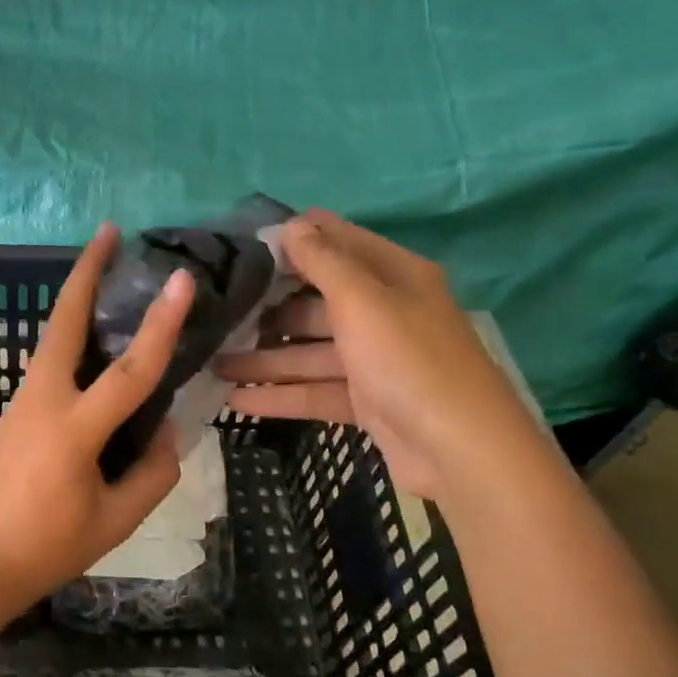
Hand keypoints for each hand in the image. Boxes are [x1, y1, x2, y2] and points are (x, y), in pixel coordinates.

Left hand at [0, 224, 194, 616]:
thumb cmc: (43, 548)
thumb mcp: (113, 523)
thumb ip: (151, 475)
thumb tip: (168, 433)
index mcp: (74, 430)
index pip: (130, 371)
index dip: (161, 324)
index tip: (180, 279)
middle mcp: (45, 400)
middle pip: (65, 320)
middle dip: (87, 271)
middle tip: (109, 231)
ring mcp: (23, 400)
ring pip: (54, 334)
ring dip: (78, 296)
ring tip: (106, 270)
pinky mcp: (15, 408)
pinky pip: (50, 360)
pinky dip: (72, 334)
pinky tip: (93, 339)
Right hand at [216, 210, 542, 500]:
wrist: (463, 452)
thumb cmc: (409, 360)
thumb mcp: (363, 300)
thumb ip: (323, 261)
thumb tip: (291, 224)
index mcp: (393, 275)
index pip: (337, 242)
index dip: (294, 239)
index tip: (243, 246)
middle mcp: (385, 312)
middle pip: (316, 301)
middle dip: (269, 307)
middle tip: (219, 311)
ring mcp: (377, 360)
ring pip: (311, 351)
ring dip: (265, 358)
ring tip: (214, 362)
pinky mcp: (369, 402)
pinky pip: (316, 390)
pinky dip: (281, 394)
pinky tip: (237, 399)